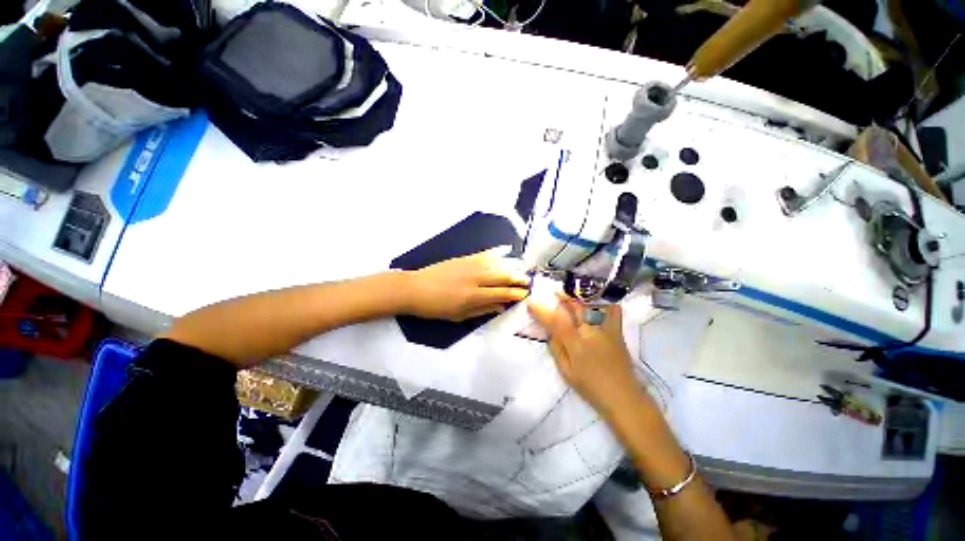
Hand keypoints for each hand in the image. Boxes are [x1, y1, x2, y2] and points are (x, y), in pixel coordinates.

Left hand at [403, 246, 530, 320]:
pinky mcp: (464, 258)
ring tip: (522, 267)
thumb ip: (482, 310)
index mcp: (474, 296)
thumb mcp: (459, 316)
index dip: (516, 293)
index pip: (502, 293)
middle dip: (518, 278)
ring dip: (512, 265)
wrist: (415, 289)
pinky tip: (506, 250)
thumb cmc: (436, 307)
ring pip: (497, 263)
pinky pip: (484, 253)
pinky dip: (497, 252)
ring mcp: (470, 265)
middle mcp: (476, 278)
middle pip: (503, 276)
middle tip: (529, 280)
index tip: (526, 293)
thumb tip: (501, 307)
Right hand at [528, 294, 646, 415]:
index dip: (541, 310)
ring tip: (573, 293)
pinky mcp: (617, 332)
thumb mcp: (566, 372)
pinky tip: (600, 302)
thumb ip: (557, 349)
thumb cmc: (590, 387)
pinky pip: (614, 312)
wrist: (623, 397)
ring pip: (591, 305)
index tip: (531, 302)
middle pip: (574, 307)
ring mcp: (605, 329)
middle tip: (554, 292)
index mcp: (575, 343)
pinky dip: (607, 304)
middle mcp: (590, 332)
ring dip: (579, 297)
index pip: (554, 321)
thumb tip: (551, 333)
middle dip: (562, 297)